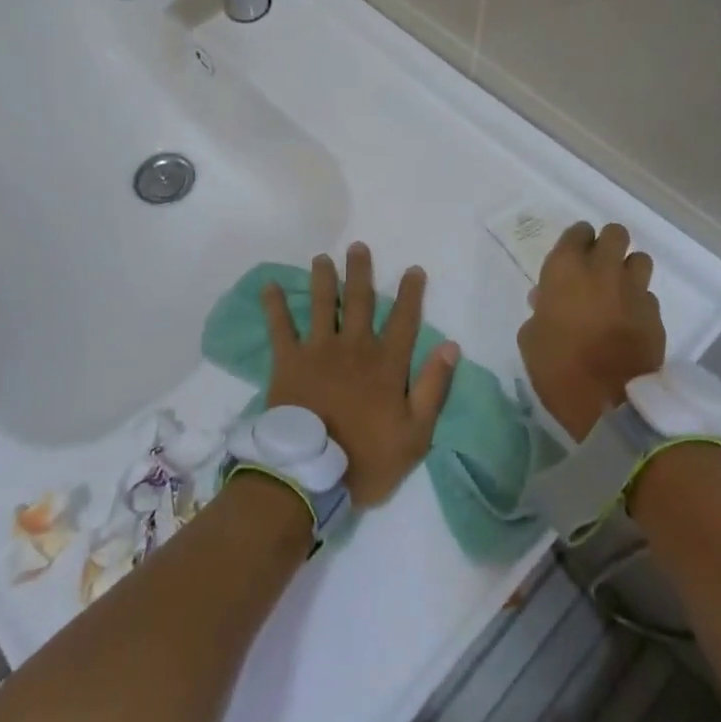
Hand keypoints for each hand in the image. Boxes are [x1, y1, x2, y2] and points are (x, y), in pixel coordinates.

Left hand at [261, 244, 459, 507]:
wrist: (310, 474)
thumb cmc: (367, 458)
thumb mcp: (416, 433)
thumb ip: (433, 387)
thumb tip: (451, 346)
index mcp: (386, 363)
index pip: (404, 320)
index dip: (410, 294)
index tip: (413, 269)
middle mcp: (354, 347)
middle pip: (359, 301)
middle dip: (360, 272)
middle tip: (357, 246)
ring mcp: (318, 350)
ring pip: (322, 305)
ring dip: (323, 279)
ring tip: (321, 258)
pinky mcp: (288, 361)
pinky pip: (280, 327)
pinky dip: (274, 305)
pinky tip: (269, 286)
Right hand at [518, 222, 665, 441]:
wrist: (609, 403)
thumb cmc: (558, 367)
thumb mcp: (531, 338)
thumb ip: (539, 311)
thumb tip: (546, 300)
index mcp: (566, 268)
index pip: (577, 232)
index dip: (576, 242)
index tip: (571, 258)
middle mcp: (603, 269)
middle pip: (615, 233)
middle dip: (607, 244)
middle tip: (596, 266)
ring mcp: (634, 291)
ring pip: (639, 259)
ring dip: (628, 269)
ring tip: (617, 290)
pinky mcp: (655, 315)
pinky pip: (647, 296)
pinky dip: (638, 303)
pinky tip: (628, 322)